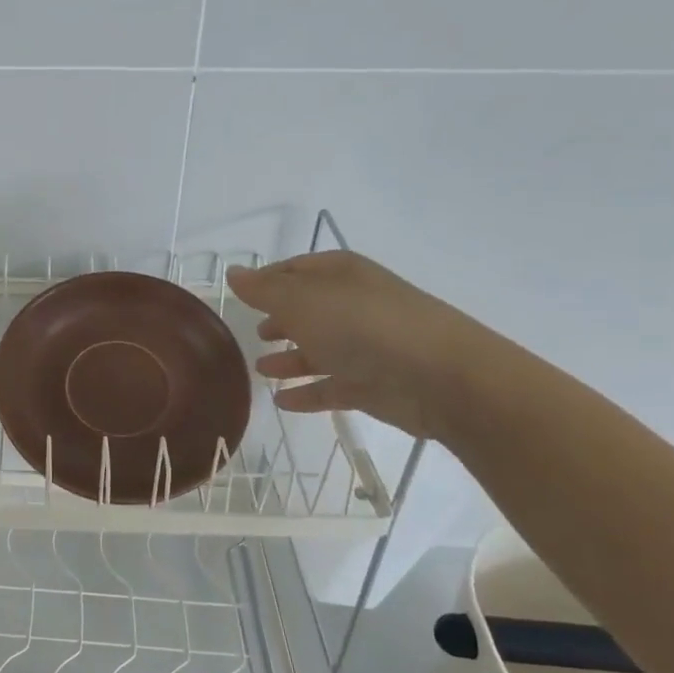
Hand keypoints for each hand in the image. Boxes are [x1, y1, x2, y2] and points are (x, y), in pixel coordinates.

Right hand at [224, 250, 494, 439]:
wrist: (440, 377)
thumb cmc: (362, 326)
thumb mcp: (300, 301)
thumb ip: (263, 290)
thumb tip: (234, 273)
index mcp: (339, 275)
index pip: (294, 270)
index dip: (266, 280)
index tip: (239, 294)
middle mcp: (352, 305)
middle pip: (308, 310)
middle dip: (281, 320)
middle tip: (254, 333)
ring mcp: (366, 346)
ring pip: (319, 350)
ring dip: (290, 359)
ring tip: (260, 370)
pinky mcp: (373, 384)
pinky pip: (331, 386)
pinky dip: (307, 392)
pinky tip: (282, 402)